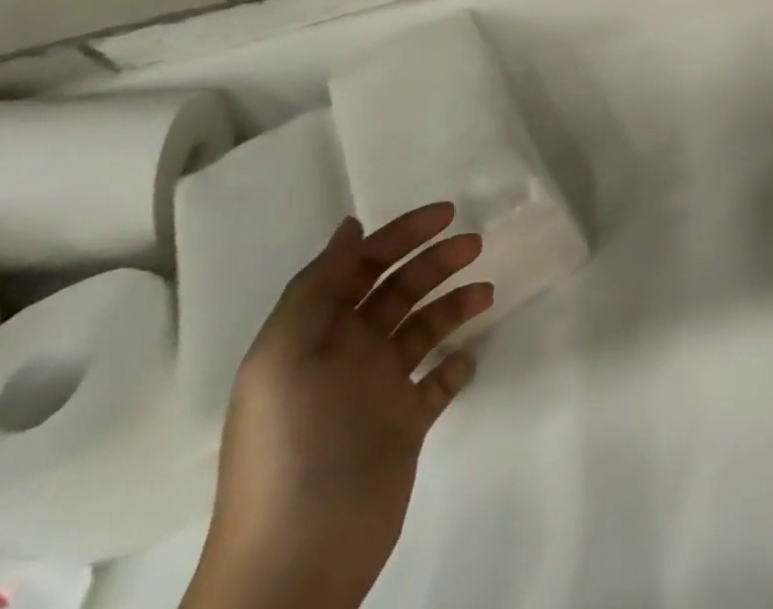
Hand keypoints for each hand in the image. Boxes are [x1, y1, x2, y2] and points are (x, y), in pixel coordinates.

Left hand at [185, 205, 493, 608]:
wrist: (298, 559)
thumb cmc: (293, 445)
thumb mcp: (286, 357)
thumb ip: (317, 288)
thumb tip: (351, 229)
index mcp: (315, 336)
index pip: (360, 268)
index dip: (400, 235)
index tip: (447, 213)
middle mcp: (346, 355)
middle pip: (398, 291)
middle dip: (435, 262)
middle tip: (475, 245)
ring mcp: (377, 391)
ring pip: (424, 328)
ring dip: (454, 304)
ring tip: (486, 296)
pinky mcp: (404, 425)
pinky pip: (437, 380)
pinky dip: (455, 363)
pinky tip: (467, 358)